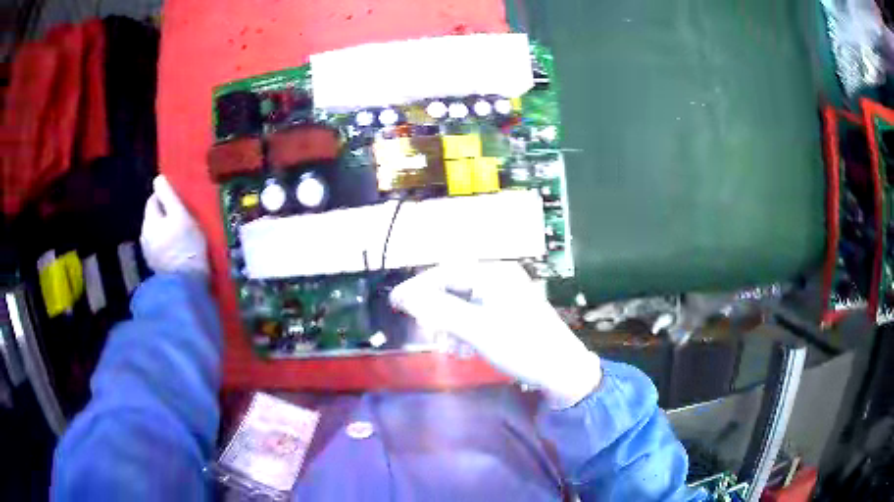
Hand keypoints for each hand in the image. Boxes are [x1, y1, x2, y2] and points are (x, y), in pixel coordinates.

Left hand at [140, 175, 208, 276]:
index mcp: (149, 221)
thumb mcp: (180, 215)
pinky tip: (178, 250)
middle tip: (183, 219)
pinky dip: (167, 245)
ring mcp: (149, 253)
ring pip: (156, 232)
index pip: (153, 199)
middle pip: (154, 217)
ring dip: (166, 231)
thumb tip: (158, 178)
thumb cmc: (187, 246)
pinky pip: (160, 248)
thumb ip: (168, 195)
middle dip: (165, 215)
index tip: (181, 203)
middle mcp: (144, 236)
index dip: (166, 198)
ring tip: (182, 236)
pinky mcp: (156, 267)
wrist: (188, 285)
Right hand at [390, 262, 601, 407]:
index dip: (418, 288)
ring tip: (449, 348)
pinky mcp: (510, 314)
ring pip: (464, 305)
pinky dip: (465, 331)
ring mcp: (507, 297)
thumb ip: (439, 311)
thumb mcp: (477, 330)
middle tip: (426, 333)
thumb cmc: (522, 347)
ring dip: (450, 324)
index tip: (396, 303)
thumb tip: (406, 298)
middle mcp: (500, 280)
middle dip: (437, 311)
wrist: (563, 371)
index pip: (446, 273)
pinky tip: (464, 350)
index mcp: (495, 275)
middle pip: (454, 289)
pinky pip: (477, 316)